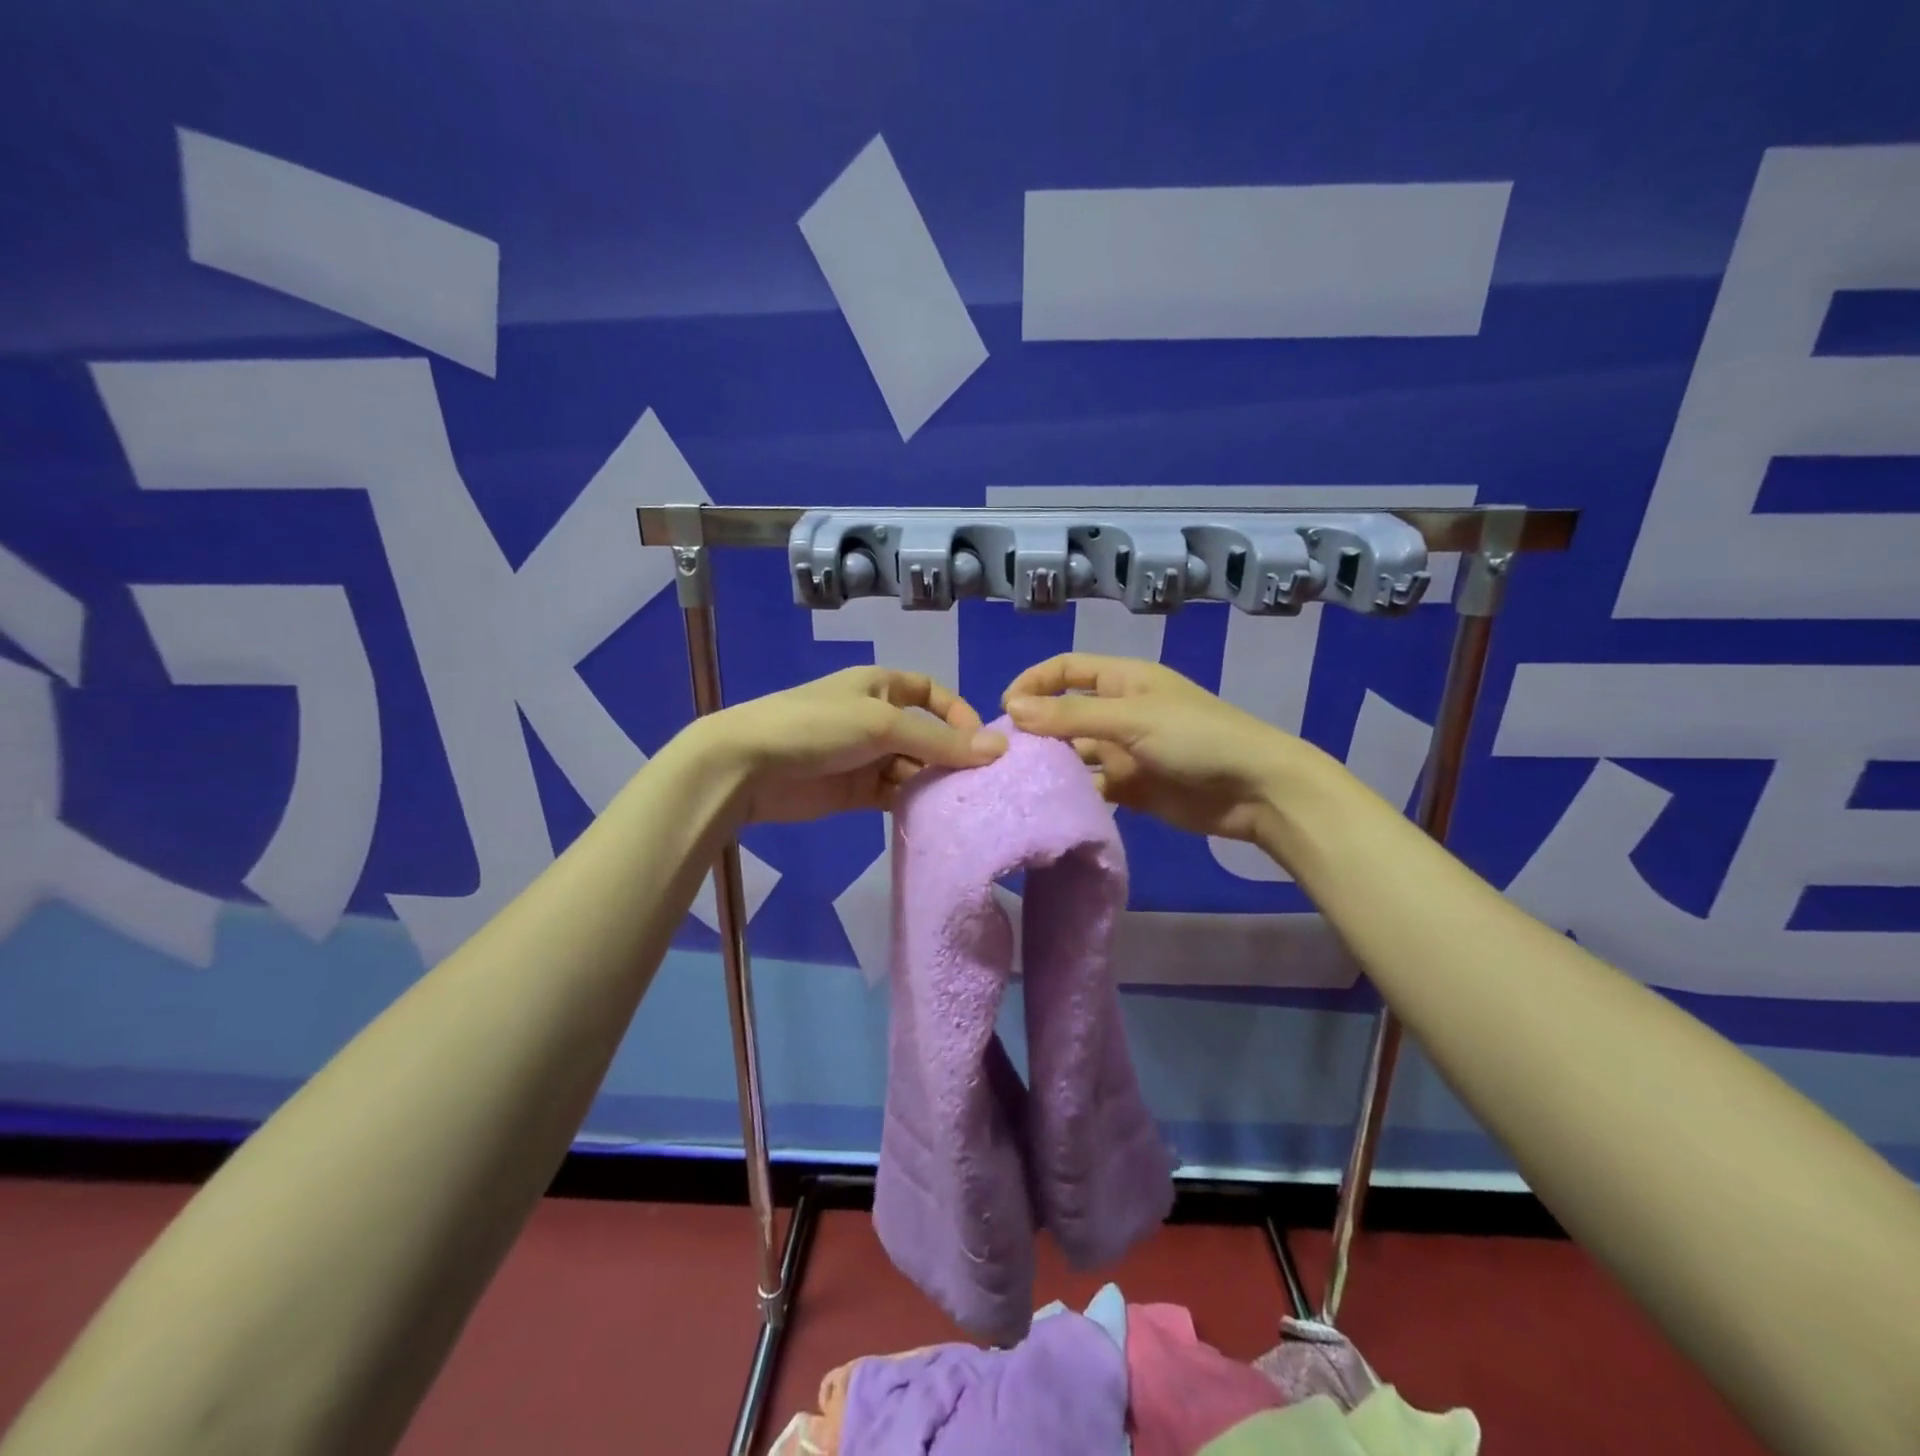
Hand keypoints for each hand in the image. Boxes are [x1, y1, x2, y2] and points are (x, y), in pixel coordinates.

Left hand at [698, 667, 1005, 823]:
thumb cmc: (818, 727)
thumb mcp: (883, 725)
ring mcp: (864, 757)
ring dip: (933, 783)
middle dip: (950, 755)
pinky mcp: (854, 792)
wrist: (747, 766)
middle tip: (981, 784)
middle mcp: (876, 719)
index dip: (957, 713)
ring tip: (961, 804)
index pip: (931, 692)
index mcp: (880, 686)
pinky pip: (893, 795)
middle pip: (926, 735)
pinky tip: (932, 818)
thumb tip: (999, 749)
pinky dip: (912, 804)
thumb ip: (940, 741)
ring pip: (912, 768)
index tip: (981, 743)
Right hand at [1003, 654, 1315, 841]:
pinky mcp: (1134, 787)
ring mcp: (1127, 751)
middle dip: (1037, 729)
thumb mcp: (1132, 719)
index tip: (1005, 708)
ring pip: (1077, 753)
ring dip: (1052, 764)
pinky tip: (1051, 805)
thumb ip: (1071, 716)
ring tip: (1019, 782)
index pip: (1067, 669)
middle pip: (1066, 713)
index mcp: (1124, 680)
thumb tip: (1013, 709)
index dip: (1034, 682)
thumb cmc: (1196, 738)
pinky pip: (1094, 786)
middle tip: (1005, 754)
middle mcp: (1121, 711)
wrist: (1256, 790)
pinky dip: (1074, 793)